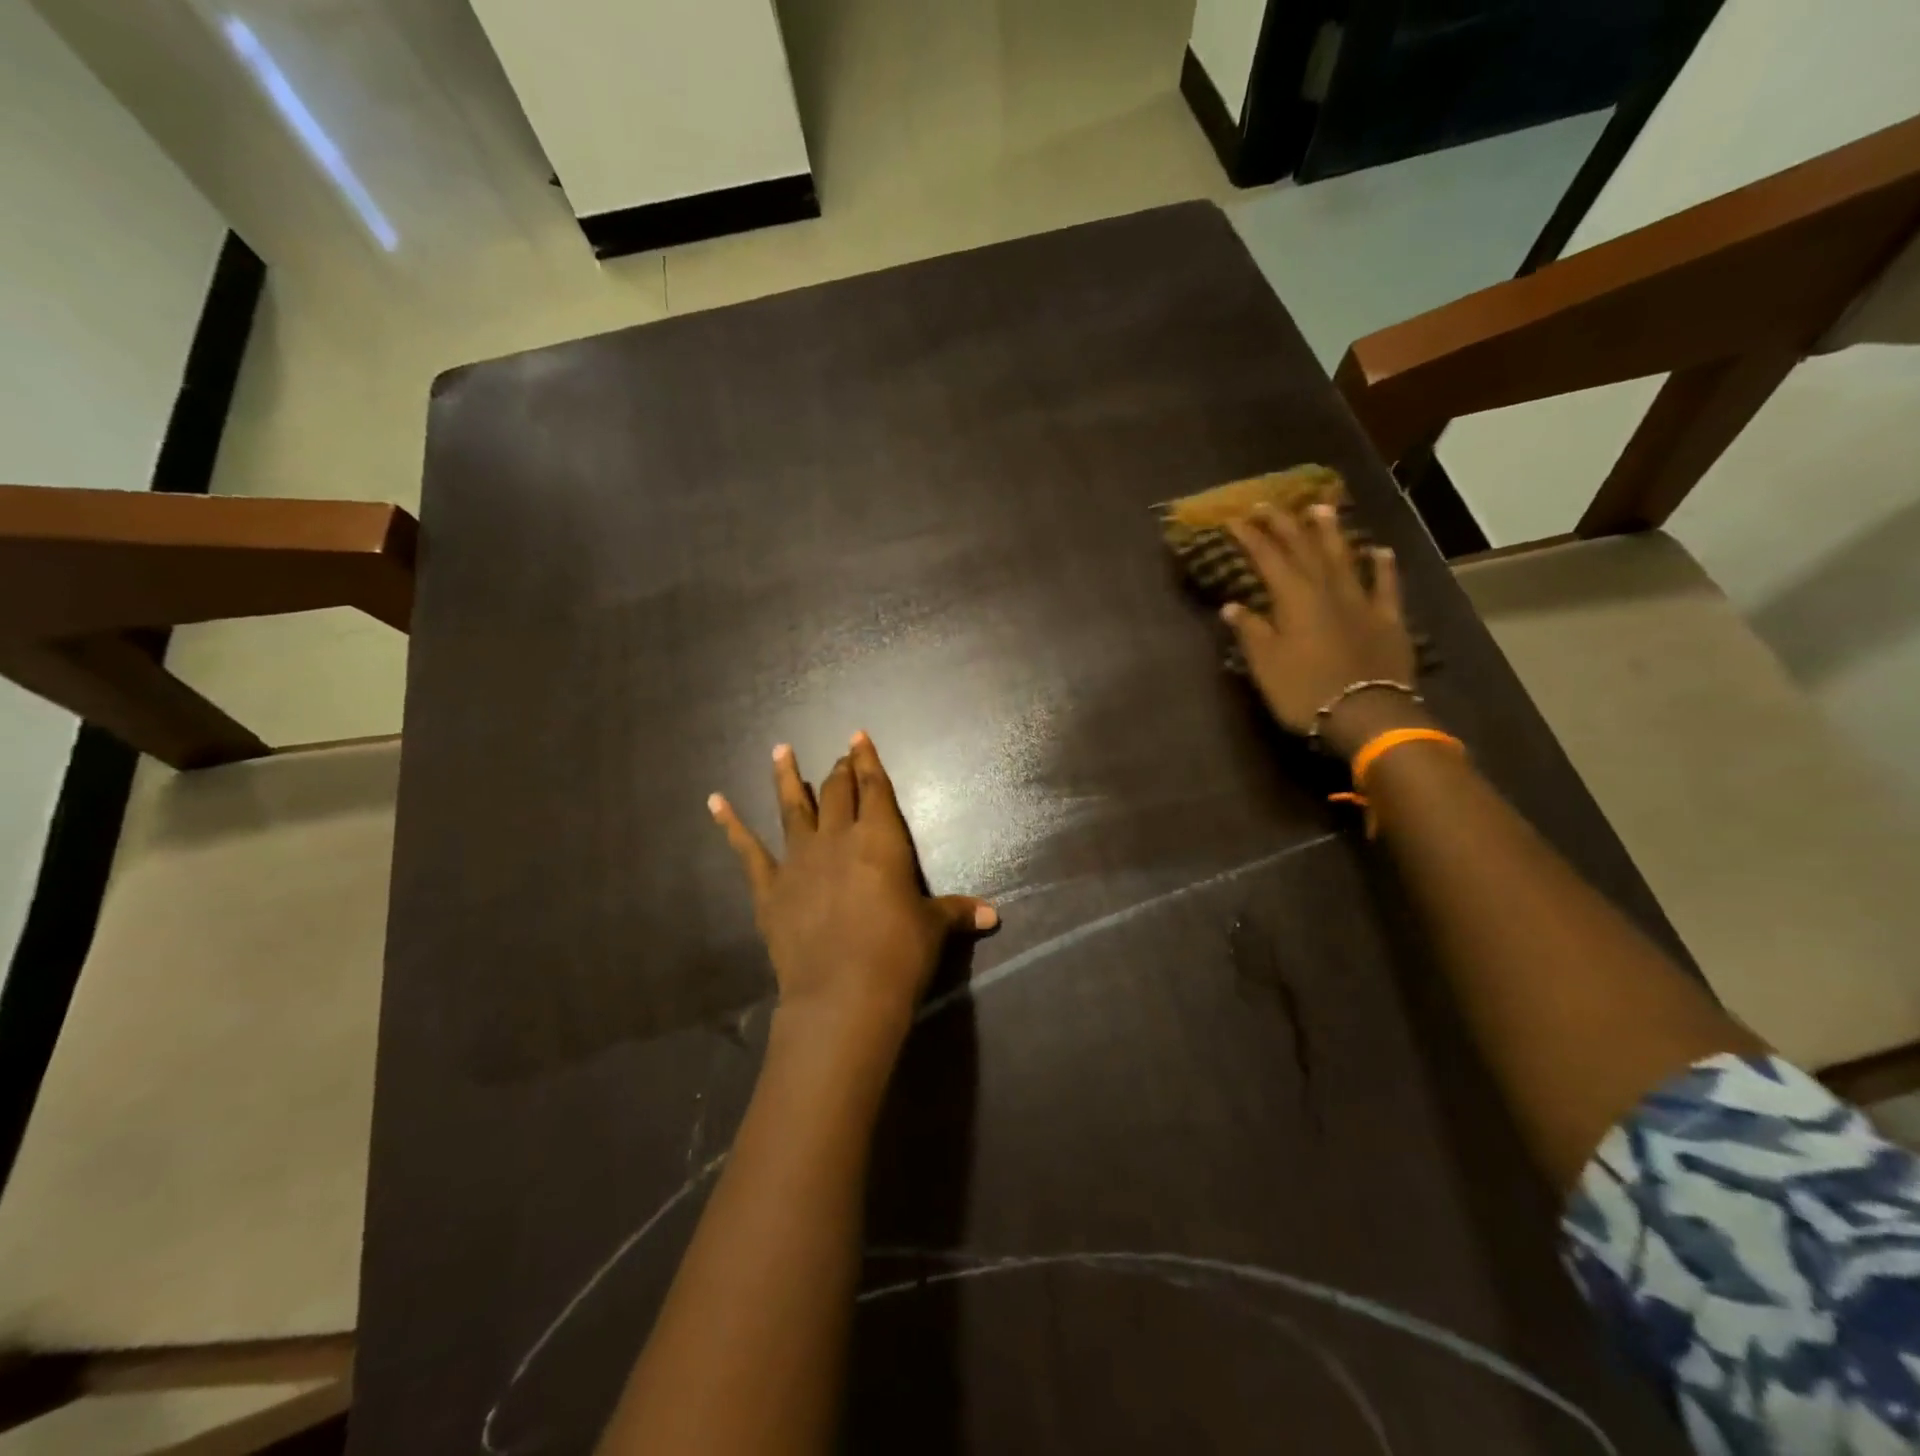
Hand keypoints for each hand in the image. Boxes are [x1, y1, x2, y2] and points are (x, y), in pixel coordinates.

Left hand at [708, 733, 996, 1042]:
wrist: (843, 995)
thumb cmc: (898, 954)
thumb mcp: (933, 929)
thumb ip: (958, 913)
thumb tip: (993, 916)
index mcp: (880, 839)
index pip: (875, 788)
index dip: (868, 760)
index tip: (859, 736)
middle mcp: (837, 838)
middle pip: (837, 791)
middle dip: (840, 770)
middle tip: (839, 754)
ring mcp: (798, 860)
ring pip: (792, 807)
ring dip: (787, 777)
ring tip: (780, 749)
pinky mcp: (769, 888)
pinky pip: (746, 850)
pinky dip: (730, 825)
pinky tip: (715, 802)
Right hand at [1223, 503, 1422, 755]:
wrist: (1366, 714)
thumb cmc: (1305, 690)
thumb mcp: (1266, 665)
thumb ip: (1251, 631)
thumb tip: (1232, 606)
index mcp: (1293, 599)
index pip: (1268, 559)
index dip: (1252, 537)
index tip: (1236, 518)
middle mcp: (1327, 590)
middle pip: (1304, 549)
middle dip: (1285, 525)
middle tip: (1270, 504)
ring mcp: (1361, 602)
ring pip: (1344, 558)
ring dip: (1330, 533)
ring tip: (1320, 508)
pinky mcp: (1388, 620)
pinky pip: (1386, 585)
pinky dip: (1382, 566)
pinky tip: (1379, 551)